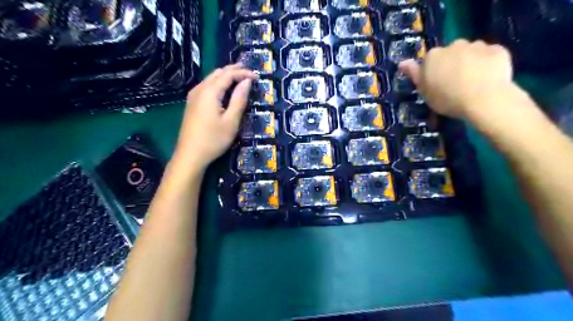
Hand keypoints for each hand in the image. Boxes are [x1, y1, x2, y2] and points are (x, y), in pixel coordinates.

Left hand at [170, 63, 258, 171]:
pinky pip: (206, 86)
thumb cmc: (214, 139)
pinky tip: (224, 89)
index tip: (257, 77)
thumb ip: (239, 99)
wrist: (190, 155)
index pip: (228, 74)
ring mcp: (193, 96)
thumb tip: (247, 82)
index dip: (243, 73)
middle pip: (218, 73)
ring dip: (225, 75)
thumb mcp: (231, 121)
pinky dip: (218, 83)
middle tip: (249, 72)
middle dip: (234, 70)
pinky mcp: (192, 103)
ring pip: (211, 78)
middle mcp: (199, 89)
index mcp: (210, 92)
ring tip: (239, 77)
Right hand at [400, 40, 514, 119]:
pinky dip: (488, 63)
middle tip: (455, 84)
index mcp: (433, 56)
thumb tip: (402, 62)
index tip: (437, 85)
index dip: (433, 72)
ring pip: (471, 53)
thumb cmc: (447, 98)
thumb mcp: (424, 91)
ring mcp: (477, 45)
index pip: (429, 61)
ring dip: (470, 62)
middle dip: (452, 64)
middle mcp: (453, 45)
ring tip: (474, 82)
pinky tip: (488, 78)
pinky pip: (489, 55)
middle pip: (450, 54)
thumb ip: (414, 74)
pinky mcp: (498, 50)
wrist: (483, 99)